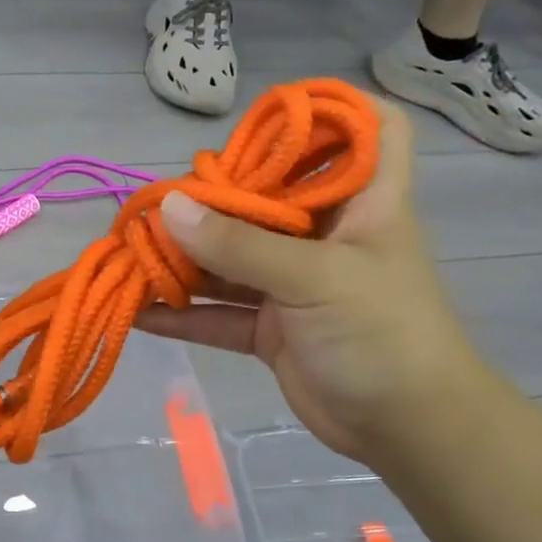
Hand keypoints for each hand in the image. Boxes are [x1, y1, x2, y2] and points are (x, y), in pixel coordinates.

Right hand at [136, 97, 489, 461]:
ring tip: (132, 252)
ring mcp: (294, 282)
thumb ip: (239, 245)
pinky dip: (182, 315)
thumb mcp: (315, 280)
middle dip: (216, 197)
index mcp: (362, 202)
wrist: (408, 432)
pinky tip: (138, 312)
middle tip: (161, 201)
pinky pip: (219, 312)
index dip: (332, 109)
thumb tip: (168, 209)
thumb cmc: (383, 335)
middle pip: (270, 195)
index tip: (268, 114)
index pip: (371, 129)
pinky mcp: (271, 327)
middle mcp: (325, 234)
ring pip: (232, 258)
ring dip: (186, 259)